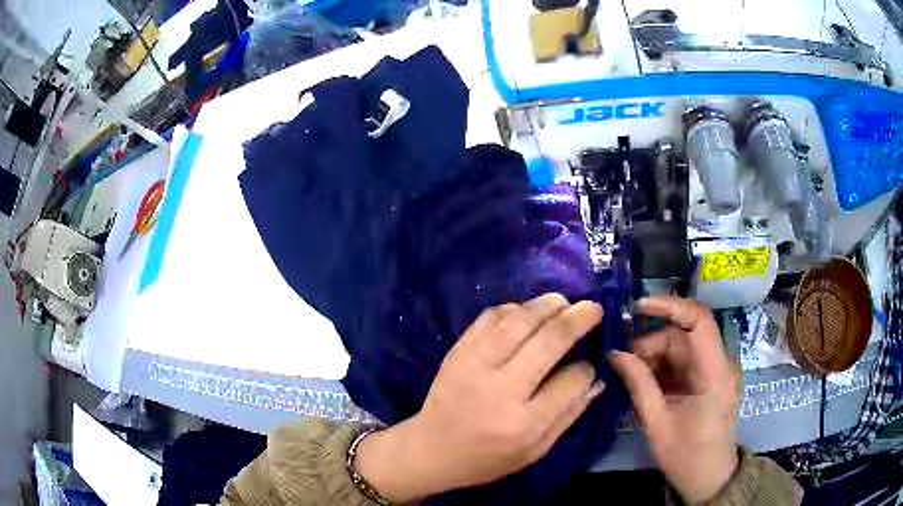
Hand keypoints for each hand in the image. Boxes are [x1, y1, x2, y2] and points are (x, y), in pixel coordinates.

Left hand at [355, 294, 604, 502]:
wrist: (431, 449)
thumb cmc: (487, 458)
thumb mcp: (535, 451)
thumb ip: (568, 415)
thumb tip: (596, 380)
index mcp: (525, 423)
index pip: (570, 381)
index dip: (586, 368)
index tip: (589, 363)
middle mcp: (502, 390)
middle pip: (548, 342)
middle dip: (576, 320)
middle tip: (593, 307)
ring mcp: (476, 366)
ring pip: (518, 322)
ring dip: (546, 306)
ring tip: (563, 302)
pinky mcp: (458, 352)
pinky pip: (489, 318)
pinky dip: (512, 309)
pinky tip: (526, 312)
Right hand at [609, 296, 739, 503]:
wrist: (708, 477)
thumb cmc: (686, 456)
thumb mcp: (657, 423)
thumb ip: (638, 384)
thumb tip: (614, 353)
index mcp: (715, 373)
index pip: (699, 321)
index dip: (669, 306)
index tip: (636, 308)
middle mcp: (720, 364)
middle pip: (683, 337)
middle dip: (650, 345)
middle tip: (622, 365)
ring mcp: (715, 370)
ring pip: (680, 348)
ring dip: (653, 359)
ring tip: (631, 379)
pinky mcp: (708, 378)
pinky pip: (683, 362)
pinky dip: (662, 369)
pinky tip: (645, 384)